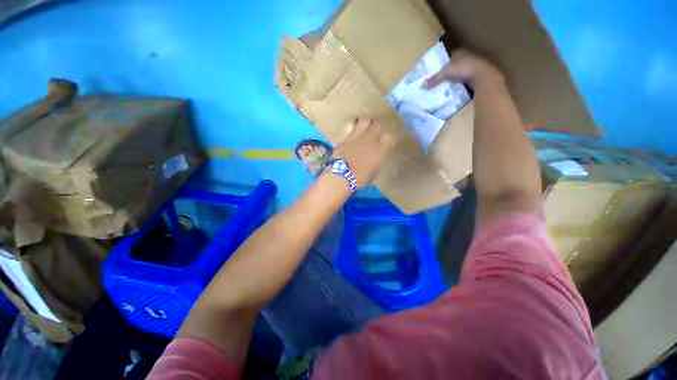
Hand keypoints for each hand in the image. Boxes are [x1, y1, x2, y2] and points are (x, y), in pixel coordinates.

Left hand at [332, 118, 392, 188]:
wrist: (342, 176)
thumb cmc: (360, 178)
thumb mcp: (374, 171)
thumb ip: (377, 159)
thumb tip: (376, 155)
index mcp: (380, 149)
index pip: (388, 137)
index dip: (386, 139)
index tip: (384, 143)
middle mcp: (370, 139)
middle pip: (377, 125)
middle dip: (377, 127)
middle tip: (375, 131)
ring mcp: (357, 136)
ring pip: (364, 121)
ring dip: (366, 123)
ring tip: (364, 126)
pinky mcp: (345, 138)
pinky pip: (351, 128)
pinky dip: (352, 129)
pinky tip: (352, 132)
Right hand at [423, 49, 503, 88]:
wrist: (483, 75)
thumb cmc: (464, 69)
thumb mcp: (446, 73)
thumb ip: (434, 79)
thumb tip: (422, 86)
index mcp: (460, 52)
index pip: (449, 56)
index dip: (443, 63)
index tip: (437, 71)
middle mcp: (467, 56)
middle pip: (455, 64)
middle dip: (449, 71)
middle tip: (441, 79)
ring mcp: (474, 65)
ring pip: (462, 71)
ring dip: (456, 77)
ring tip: (447, 85)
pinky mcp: (478, 74)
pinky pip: (467, 78)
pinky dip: (462, 83)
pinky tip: (457, 88)